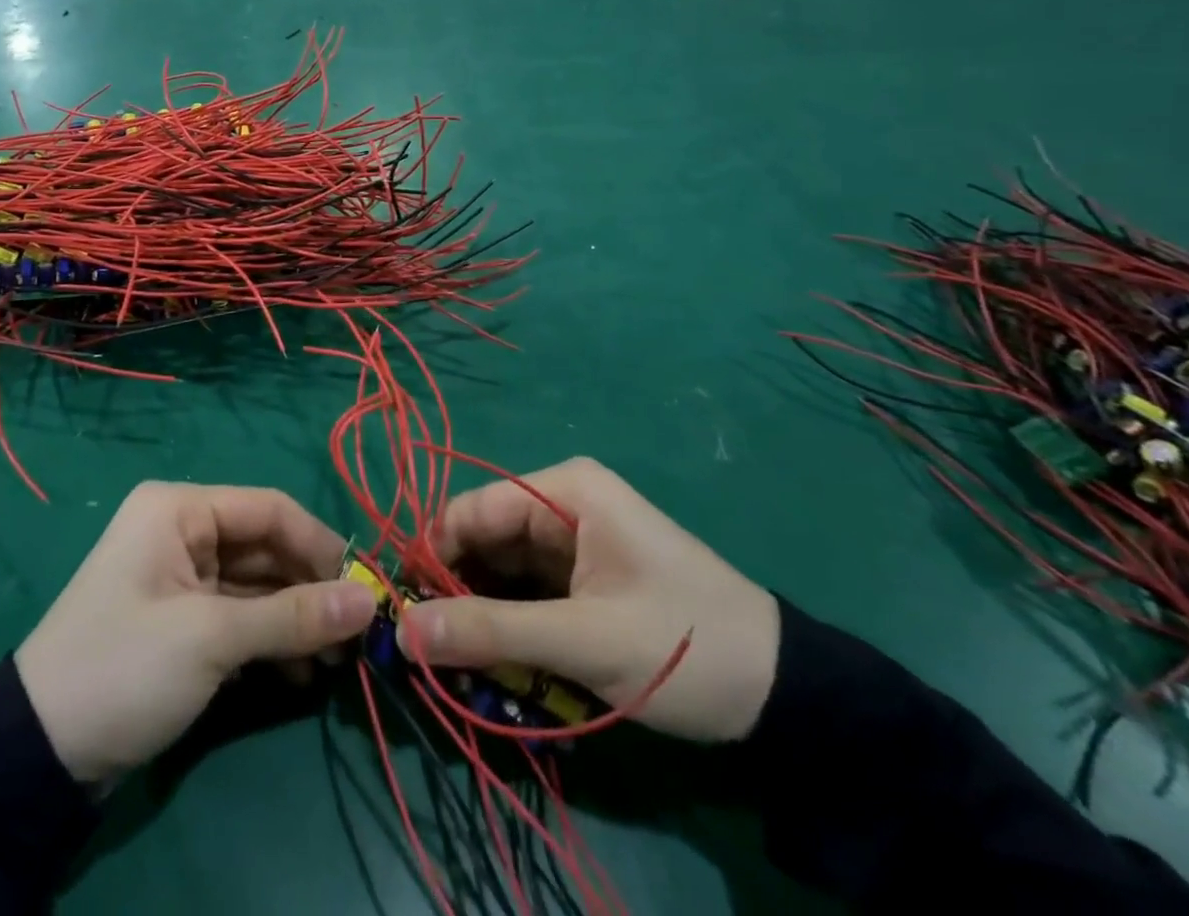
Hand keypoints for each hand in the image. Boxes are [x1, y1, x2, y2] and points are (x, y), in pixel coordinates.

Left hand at [14, 482, 378, 782]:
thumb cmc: (126, 665)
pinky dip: (272, 639)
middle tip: (357, 635)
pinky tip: (305, 673)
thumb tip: (369, 601)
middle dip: (311, 588)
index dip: (321, 545)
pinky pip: (241, 615)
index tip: (366, 587)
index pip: (269, 509)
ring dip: (297, 619)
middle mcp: (183, 531)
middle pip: (266, 547)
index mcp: (180, 509)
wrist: (40, 750)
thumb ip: (293, 616)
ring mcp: (182, 577)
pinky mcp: (183, 619)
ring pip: (258, 585)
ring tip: (339, 661)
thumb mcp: (212, 638)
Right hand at [398, 458, 780, 742]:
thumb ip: (489, 631)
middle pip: (482, 540)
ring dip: (479, 614)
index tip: (403, 613)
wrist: (786, 697)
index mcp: (562, 490)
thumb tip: (401, 632)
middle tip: (426, 649)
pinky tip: (493, 663)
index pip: (471, 510)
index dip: (432, 556)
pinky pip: (526, 593)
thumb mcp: (583, 640)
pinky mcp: (582, 580)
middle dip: (454, 592)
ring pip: (500, 570)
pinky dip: (508, 626)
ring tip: (456, 664)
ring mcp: (572, 543)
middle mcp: (560, 505)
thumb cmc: (683, 645)